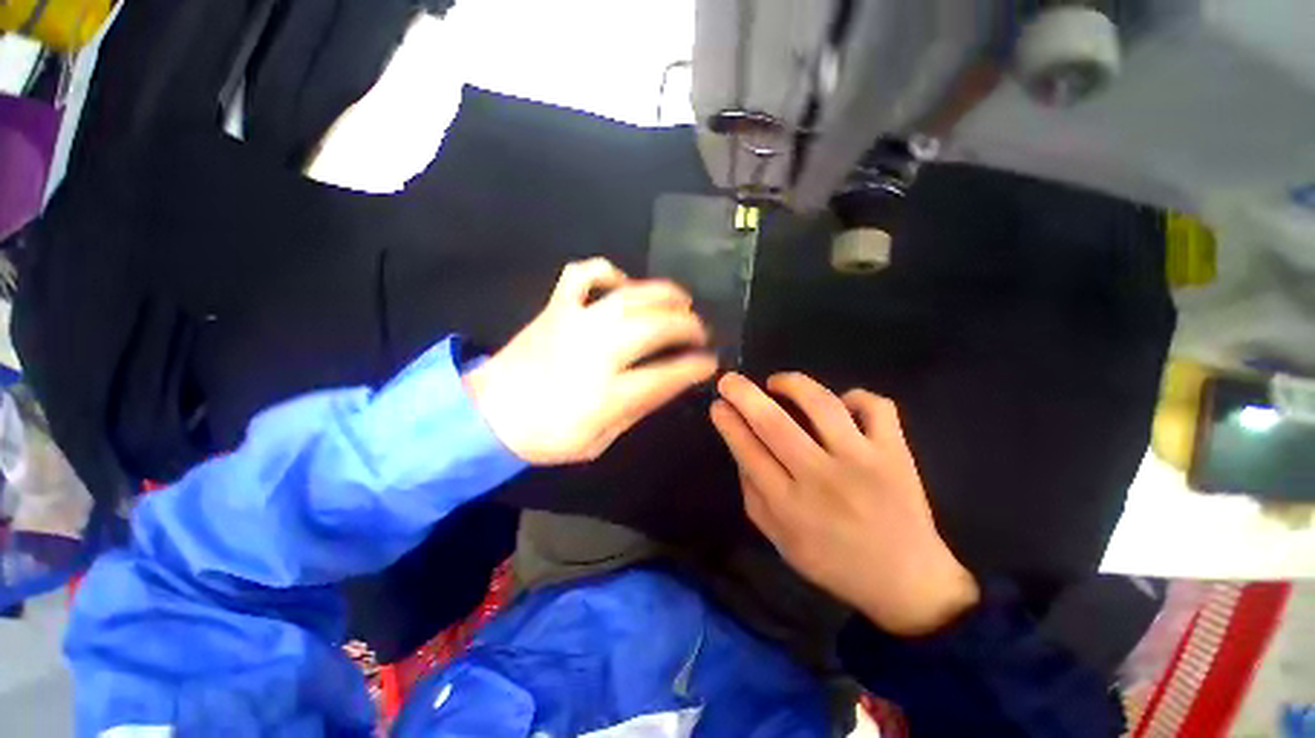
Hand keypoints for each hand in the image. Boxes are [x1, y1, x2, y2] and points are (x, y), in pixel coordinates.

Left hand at [464, 258, 717, 464]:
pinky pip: (583, 274)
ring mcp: (576, 322)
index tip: (710, 362)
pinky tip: (621, 284)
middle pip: (657, 326)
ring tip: (682, 300)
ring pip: (631, 295)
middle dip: (688, 325)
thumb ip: (637, 409)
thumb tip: (670, 382)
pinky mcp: (556, 307)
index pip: (667, 374)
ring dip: (664, 294)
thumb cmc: (547, 437)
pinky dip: (607, 272)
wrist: (487, 416)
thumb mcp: (599, 440)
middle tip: (700, 331)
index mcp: (607, 393)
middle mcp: (597, 350)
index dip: (696, 366)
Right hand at [710, 372, 979, 635]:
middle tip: (729, 380)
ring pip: (822, 404)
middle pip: (774, 423)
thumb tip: (742, 448)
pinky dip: (855, 396)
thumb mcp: (780, 540)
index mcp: (790, 505)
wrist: (907, 582)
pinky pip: (875, 406)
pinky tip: (841, 403)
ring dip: (792, 384)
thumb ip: (754, 495)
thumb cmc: (834, 562)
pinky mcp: (895, 452)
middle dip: (744, 394)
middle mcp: (822, 478)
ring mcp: (862, 461)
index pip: (748, 451)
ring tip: (777, 382)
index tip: (718, 404)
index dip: (728, 423)